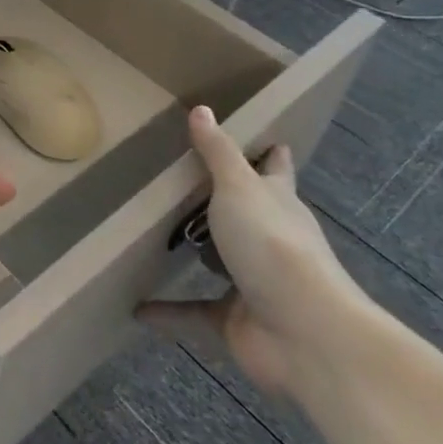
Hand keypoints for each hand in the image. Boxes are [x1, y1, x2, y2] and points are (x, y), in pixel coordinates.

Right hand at [139, 106, 368, 400]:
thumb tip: (201, 108)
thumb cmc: (273, 245)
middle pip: (247, 215)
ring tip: (158, 238)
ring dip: (198, 256)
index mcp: (278, 204)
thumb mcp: (239, 188)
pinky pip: (192, 312)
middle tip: (185, 183)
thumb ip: (217, 152)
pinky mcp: (234, 321)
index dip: (271, 157)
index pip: (275, 172)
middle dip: (226, 204)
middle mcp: (269, 240)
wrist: (306, 335)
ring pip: (221, 263)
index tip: (269, 141)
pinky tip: (136, 307)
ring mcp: (254, 283)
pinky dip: (167, 311)